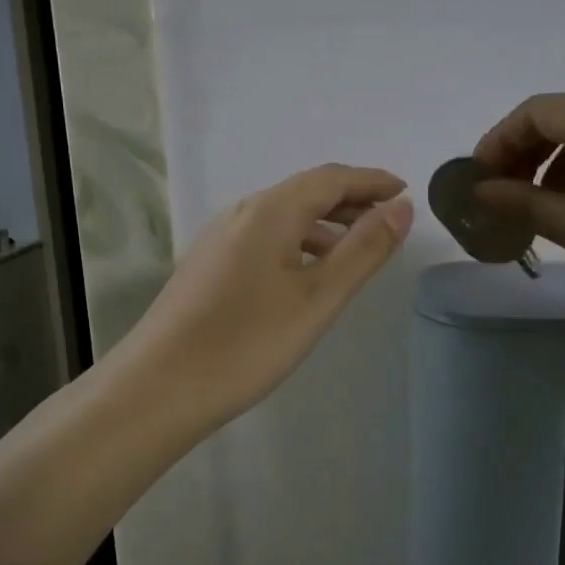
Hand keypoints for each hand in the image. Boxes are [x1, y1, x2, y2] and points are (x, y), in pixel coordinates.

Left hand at [114, 164, 413, 426]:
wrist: (159, 387)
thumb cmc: (248, 342)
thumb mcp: (318, 298)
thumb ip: (364, 250)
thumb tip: (402, 207)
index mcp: (270, 211)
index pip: (331, 178)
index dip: (371, 180)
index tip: (405, 191)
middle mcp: (242, 213)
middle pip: (305, 192)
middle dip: (350, 200)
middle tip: (388, 220)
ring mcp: (220, 239)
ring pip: (283, 217)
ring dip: (324, 224)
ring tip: (356, 250)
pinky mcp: (209, 265)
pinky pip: (265, 238)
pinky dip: (298, 243)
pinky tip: (307, 275)